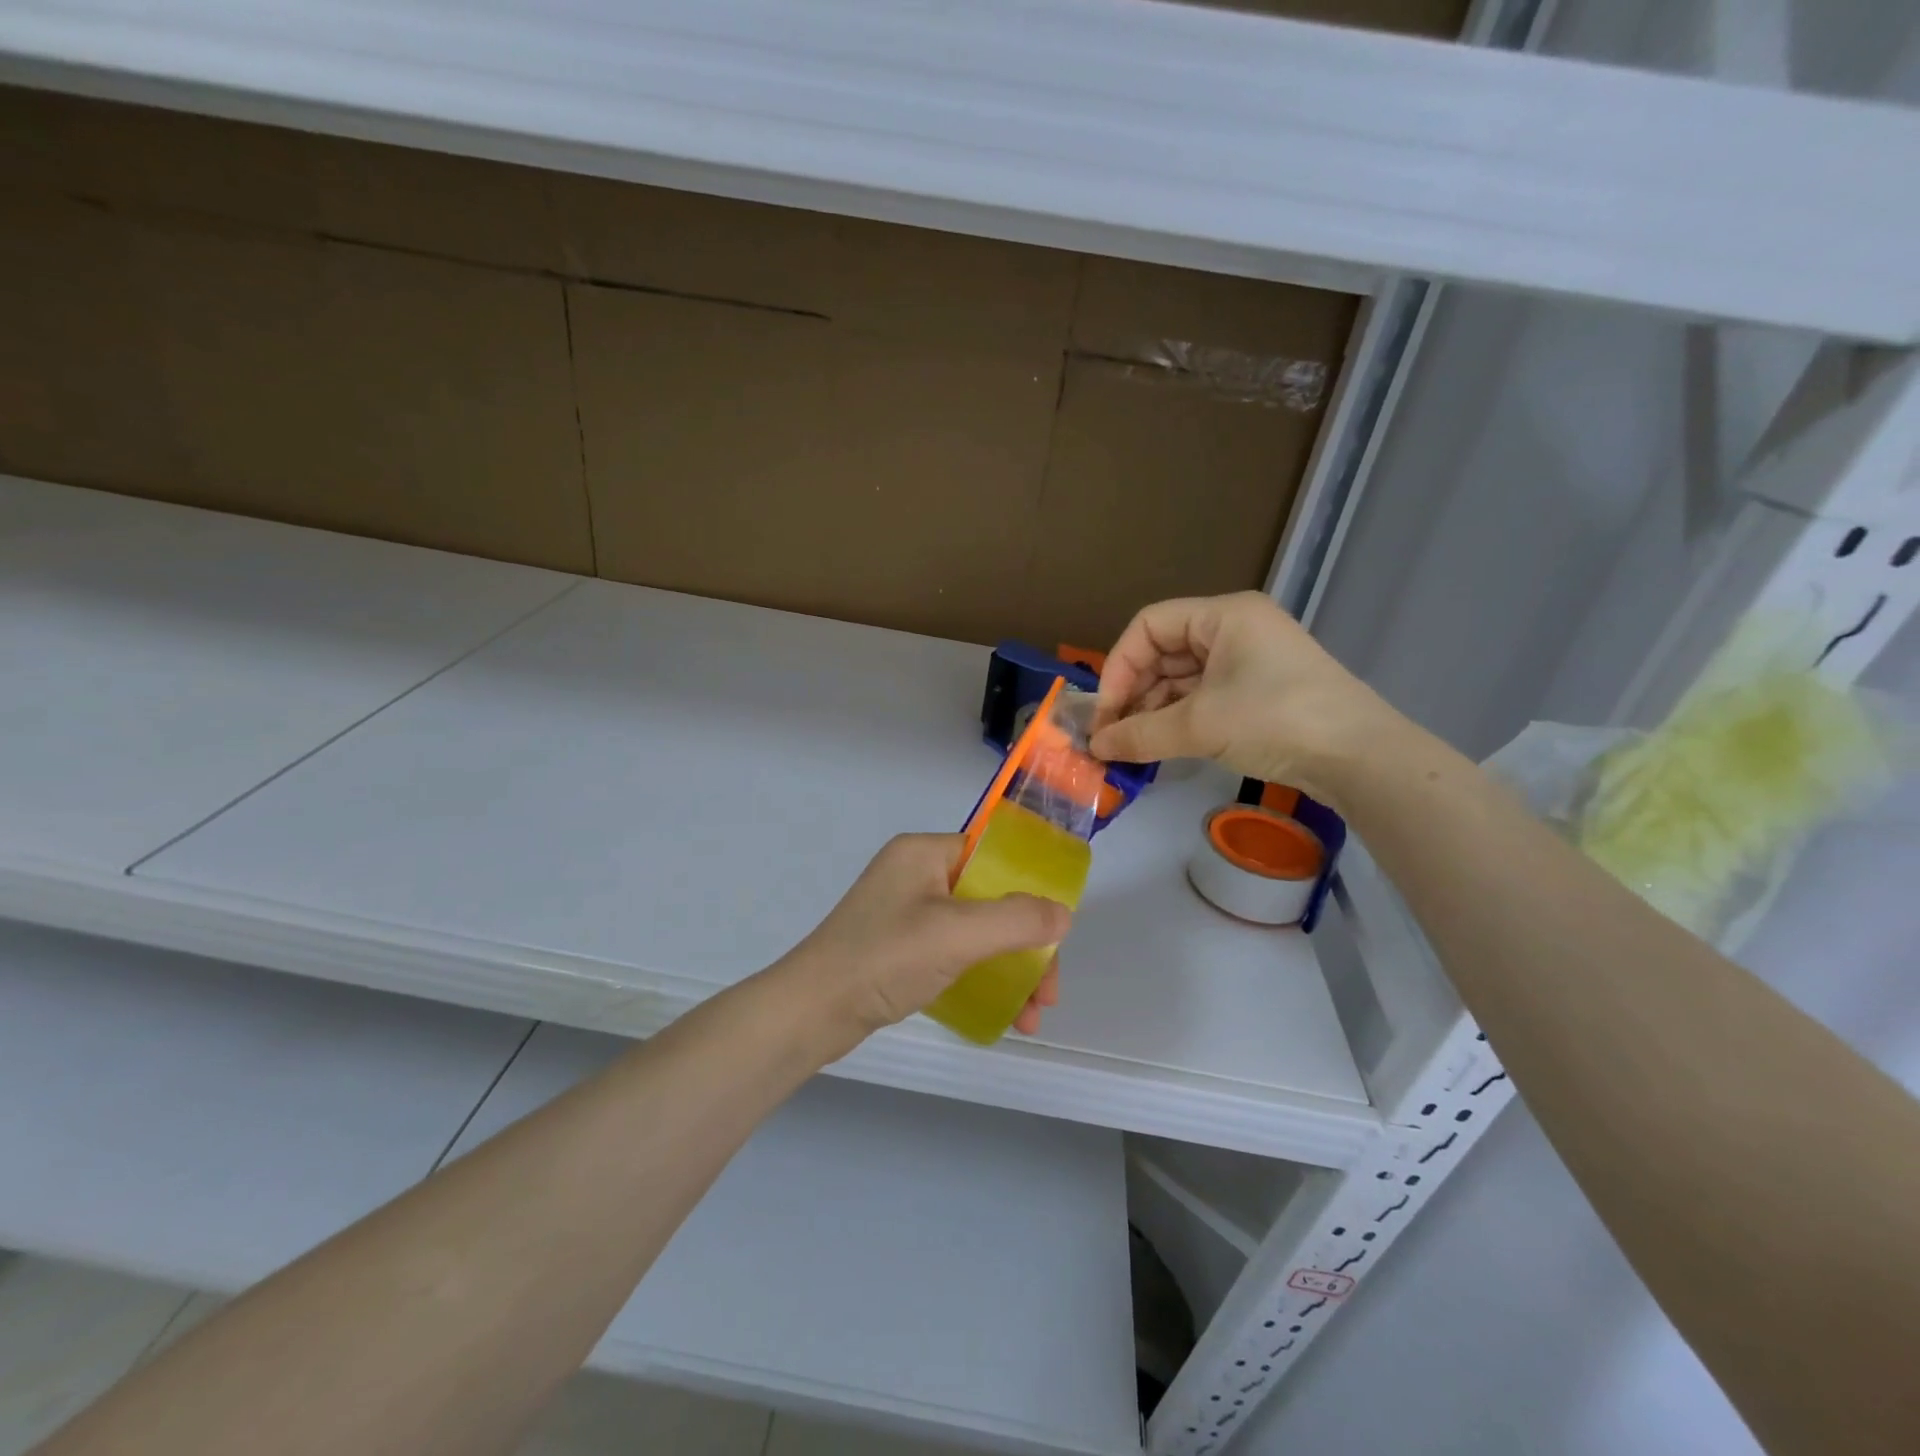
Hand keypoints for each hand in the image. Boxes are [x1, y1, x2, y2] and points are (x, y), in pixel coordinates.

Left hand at [773, 834, 1071, 1061]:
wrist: (810, 1012)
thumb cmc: (884, 959)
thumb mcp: (957, 934)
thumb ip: (1017, 920)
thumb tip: (1063, 914)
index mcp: (923, 853)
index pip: (993, 857)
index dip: (1030, 891)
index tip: (1055, 936)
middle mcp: (915, 874)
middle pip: (990, 899)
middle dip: (1026, 946)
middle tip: (1047, 994)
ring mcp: (905, 912)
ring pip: (975, 931)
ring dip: (1009, 969)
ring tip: (1032, 1017)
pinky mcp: (898, 946)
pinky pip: (953, 952)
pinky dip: (981, 977)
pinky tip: (1002, 1013)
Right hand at [1088, 592, 1401, 810]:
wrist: (1360, 758)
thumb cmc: (1275, 719)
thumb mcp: (1199, 725)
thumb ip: (1139, 733)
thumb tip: (1095, 747)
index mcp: (1223, 616)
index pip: (1148, 625)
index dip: (1119, 667)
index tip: (1105, 713)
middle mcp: (1235, 629)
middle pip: (1164, 652)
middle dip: (1134, 694)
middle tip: (1113, 737)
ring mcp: (1250, 661)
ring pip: (1182, 678)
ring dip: (1153, 711)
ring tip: (1134, 747)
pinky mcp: (1259, 691)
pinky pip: (1203, 697)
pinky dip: (1179, 719)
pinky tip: (1162, 746)